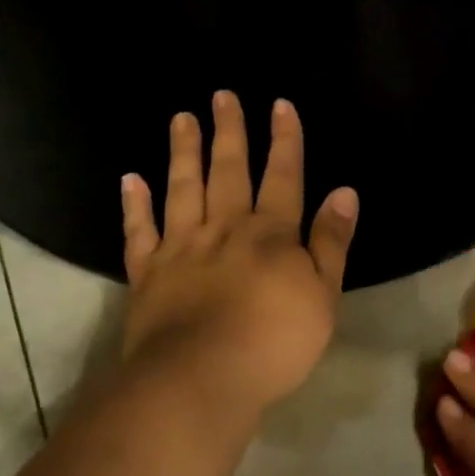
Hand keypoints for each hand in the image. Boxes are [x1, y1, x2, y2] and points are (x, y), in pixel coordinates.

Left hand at [120, 93, 358, 416]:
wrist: (200, 379)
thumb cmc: (274, 341)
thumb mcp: (323, 295)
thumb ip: (331, 242)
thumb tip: (344, 192)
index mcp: (270, 234)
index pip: (283, 176)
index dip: (285, 140)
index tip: (280, 105)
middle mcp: (224, 228)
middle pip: (228, 171)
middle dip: (229, 132)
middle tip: (221, 96)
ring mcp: (181, 248)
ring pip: (182, 189)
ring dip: (183, 152)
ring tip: (181, 119)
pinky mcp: (147, 274)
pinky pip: (139, 232)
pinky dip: (134, 205)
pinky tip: (130, 179)